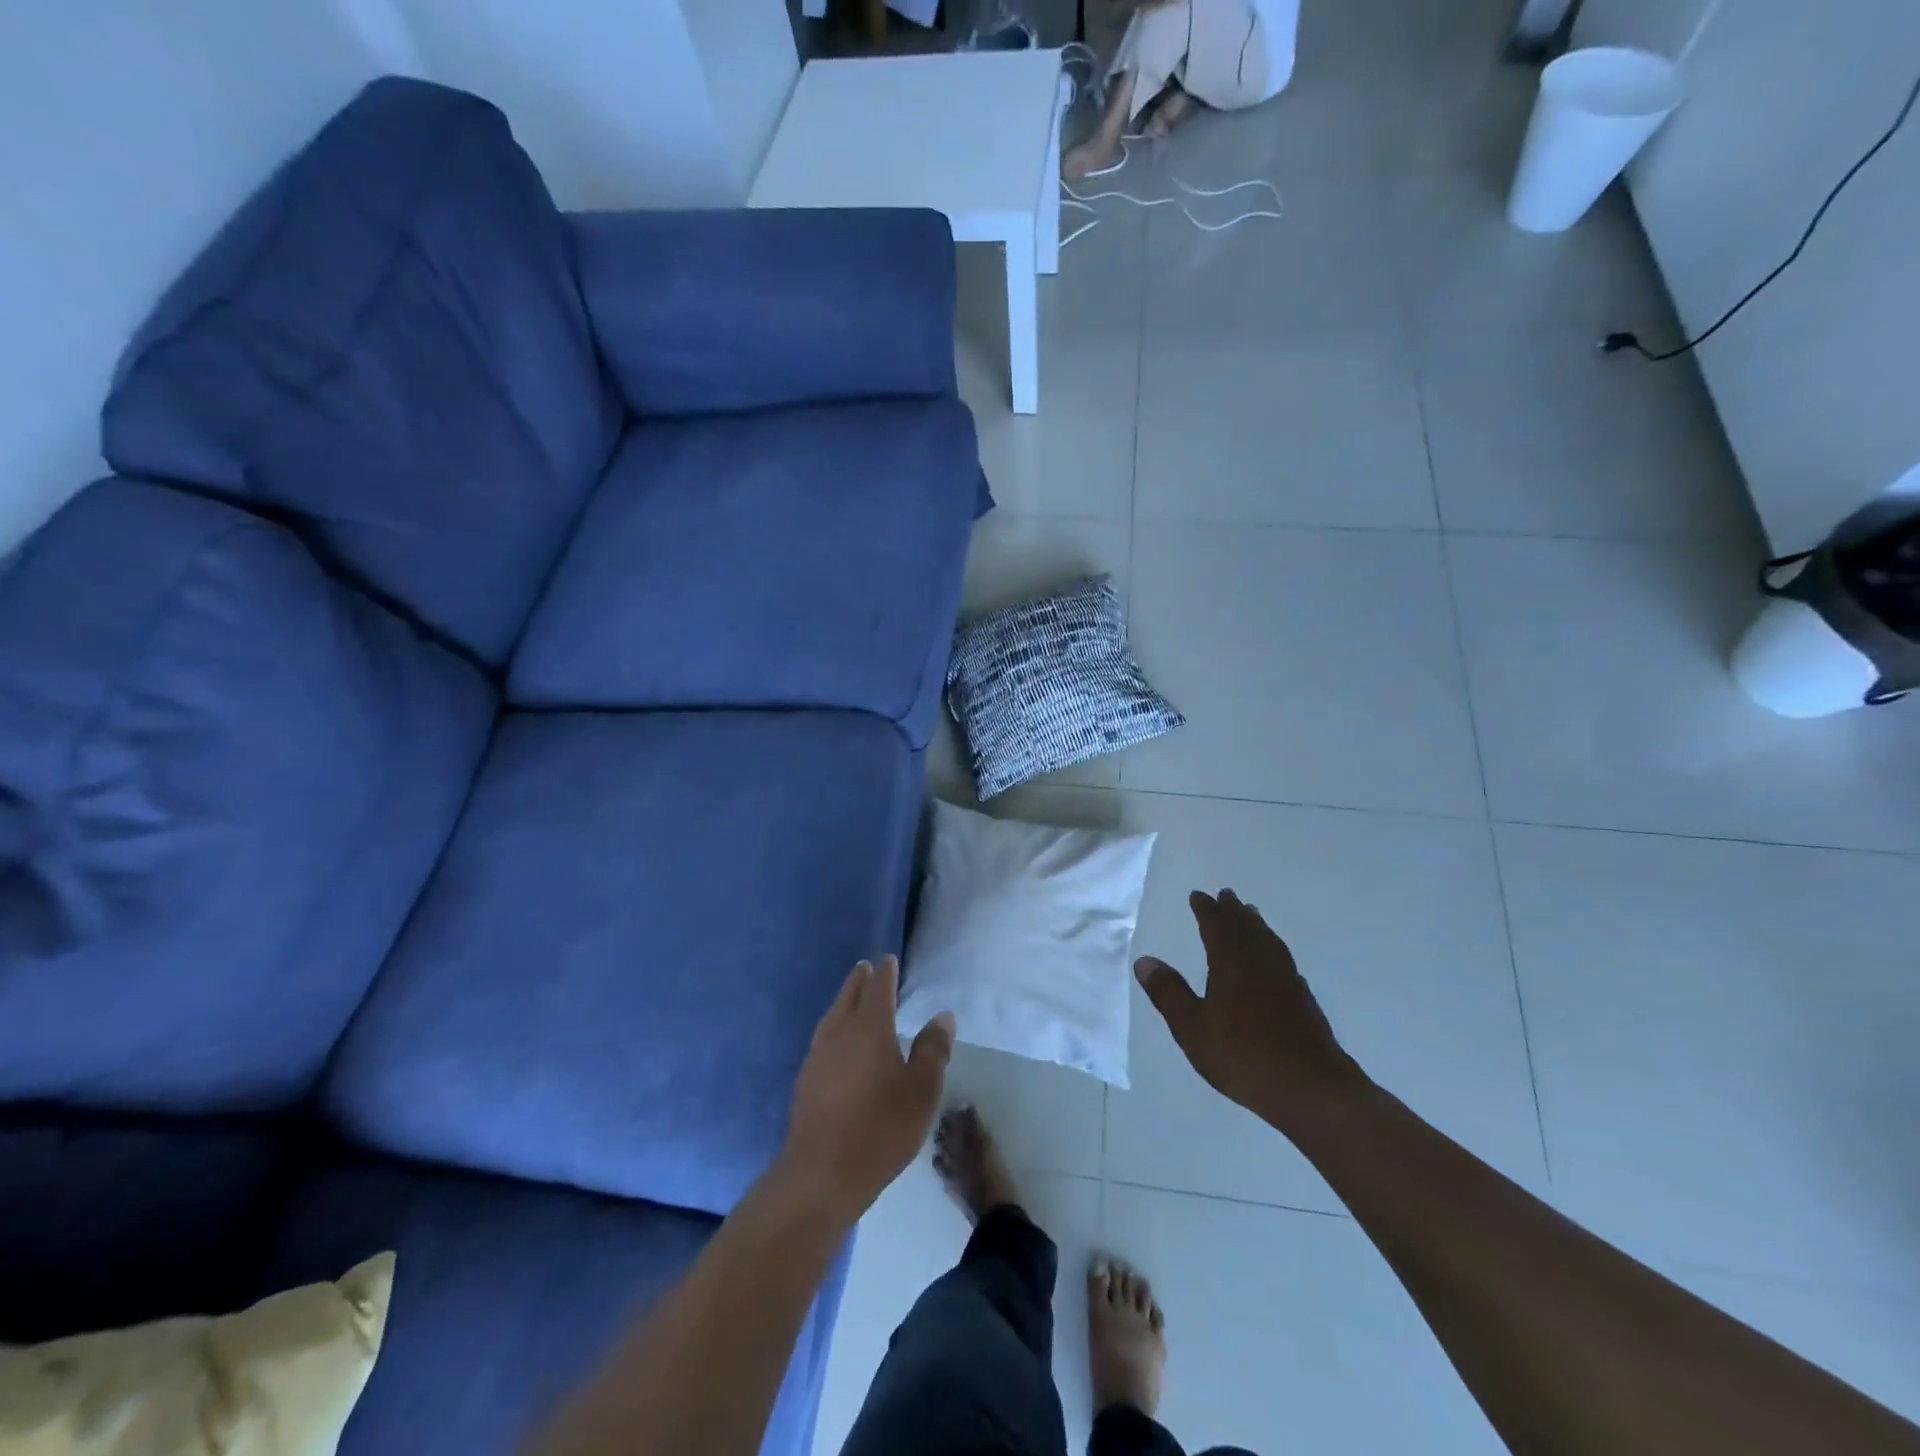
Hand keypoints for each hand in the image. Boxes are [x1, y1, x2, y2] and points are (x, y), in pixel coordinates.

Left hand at [779, 956, 954, 1224]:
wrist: (821, 1173)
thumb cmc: (881, 1128)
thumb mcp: (921, 1091)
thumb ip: (932, 1050)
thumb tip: (942, 1017)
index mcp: (870, 1028)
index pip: (878, 988)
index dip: (885, 972)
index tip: (888, 960)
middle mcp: (840, 1033)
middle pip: (849, 996)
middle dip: (860, 980)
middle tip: (867, 968)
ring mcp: (818, 1056)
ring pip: (832, 1016)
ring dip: (843, 1001)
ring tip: (851, 997)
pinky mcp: (805, 1080)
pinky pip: (823, 1038)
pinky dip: (834, 1026)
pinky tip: (837, 1042)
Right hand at [1134, 890, 1367, 1128]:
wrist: (1311, 1087)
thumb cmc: (1243, 1055)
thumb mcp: (1192, 1028)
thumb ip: (1168, 993)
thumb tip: (1144, 960)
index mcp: (1231, 963)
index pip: (1216, 926)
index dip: (1206, 910)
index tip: (1198, 895)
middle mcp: (1260, 962)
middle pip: (1245, 927)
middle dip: (1232, 910)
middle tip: (1225, 895)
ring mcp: (1285, 979)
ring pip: (1268, 940)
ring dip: (1255, 924)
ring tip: (1249, 914)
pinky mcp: (1302, 998)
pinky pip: (1282, 957)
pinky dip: (1272, 946)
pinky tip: (1273, 957)